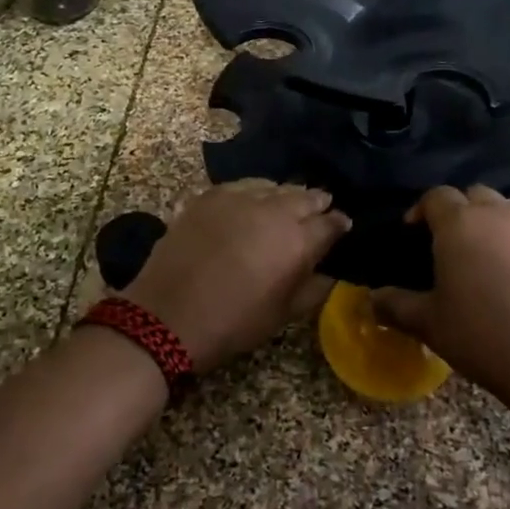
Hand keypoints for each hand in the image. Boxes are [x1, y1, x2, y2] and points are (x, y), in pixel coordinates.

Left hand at [123, 180, 349, 371]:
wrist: (168, 316)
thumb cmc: (233, 323)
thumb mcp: (283, 315)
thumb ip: (314, 287)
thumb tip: (332, 271)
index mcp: (297, 241)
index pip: (330, 222)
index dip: (339, 224)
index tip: (341, 227)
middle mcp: (273, 210)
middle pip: (305, 196)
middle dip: (316, 204)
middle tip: (318, 213)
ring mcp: (239, 198)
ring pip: (274, 185)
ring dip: (285, 195)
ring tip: (285, 206)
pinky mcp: (210, 195)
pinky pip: (242, 185)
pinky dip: (254, 191)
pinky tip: (251, 202)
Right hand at [372, 186, 509, 417]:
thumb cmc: (484, 337)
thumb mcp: (430, 324)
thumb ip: (395, 305)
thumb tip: (371, 299)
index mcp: (460, 224)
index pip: (436, 196)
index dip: (420, 210)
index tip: (412, 232)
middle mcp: (499, 214)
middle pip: (474, 195)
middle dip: (458, 211)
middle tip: (448, 243)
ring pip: (507, 209)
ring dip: (491, 222)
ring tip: (484, 257)